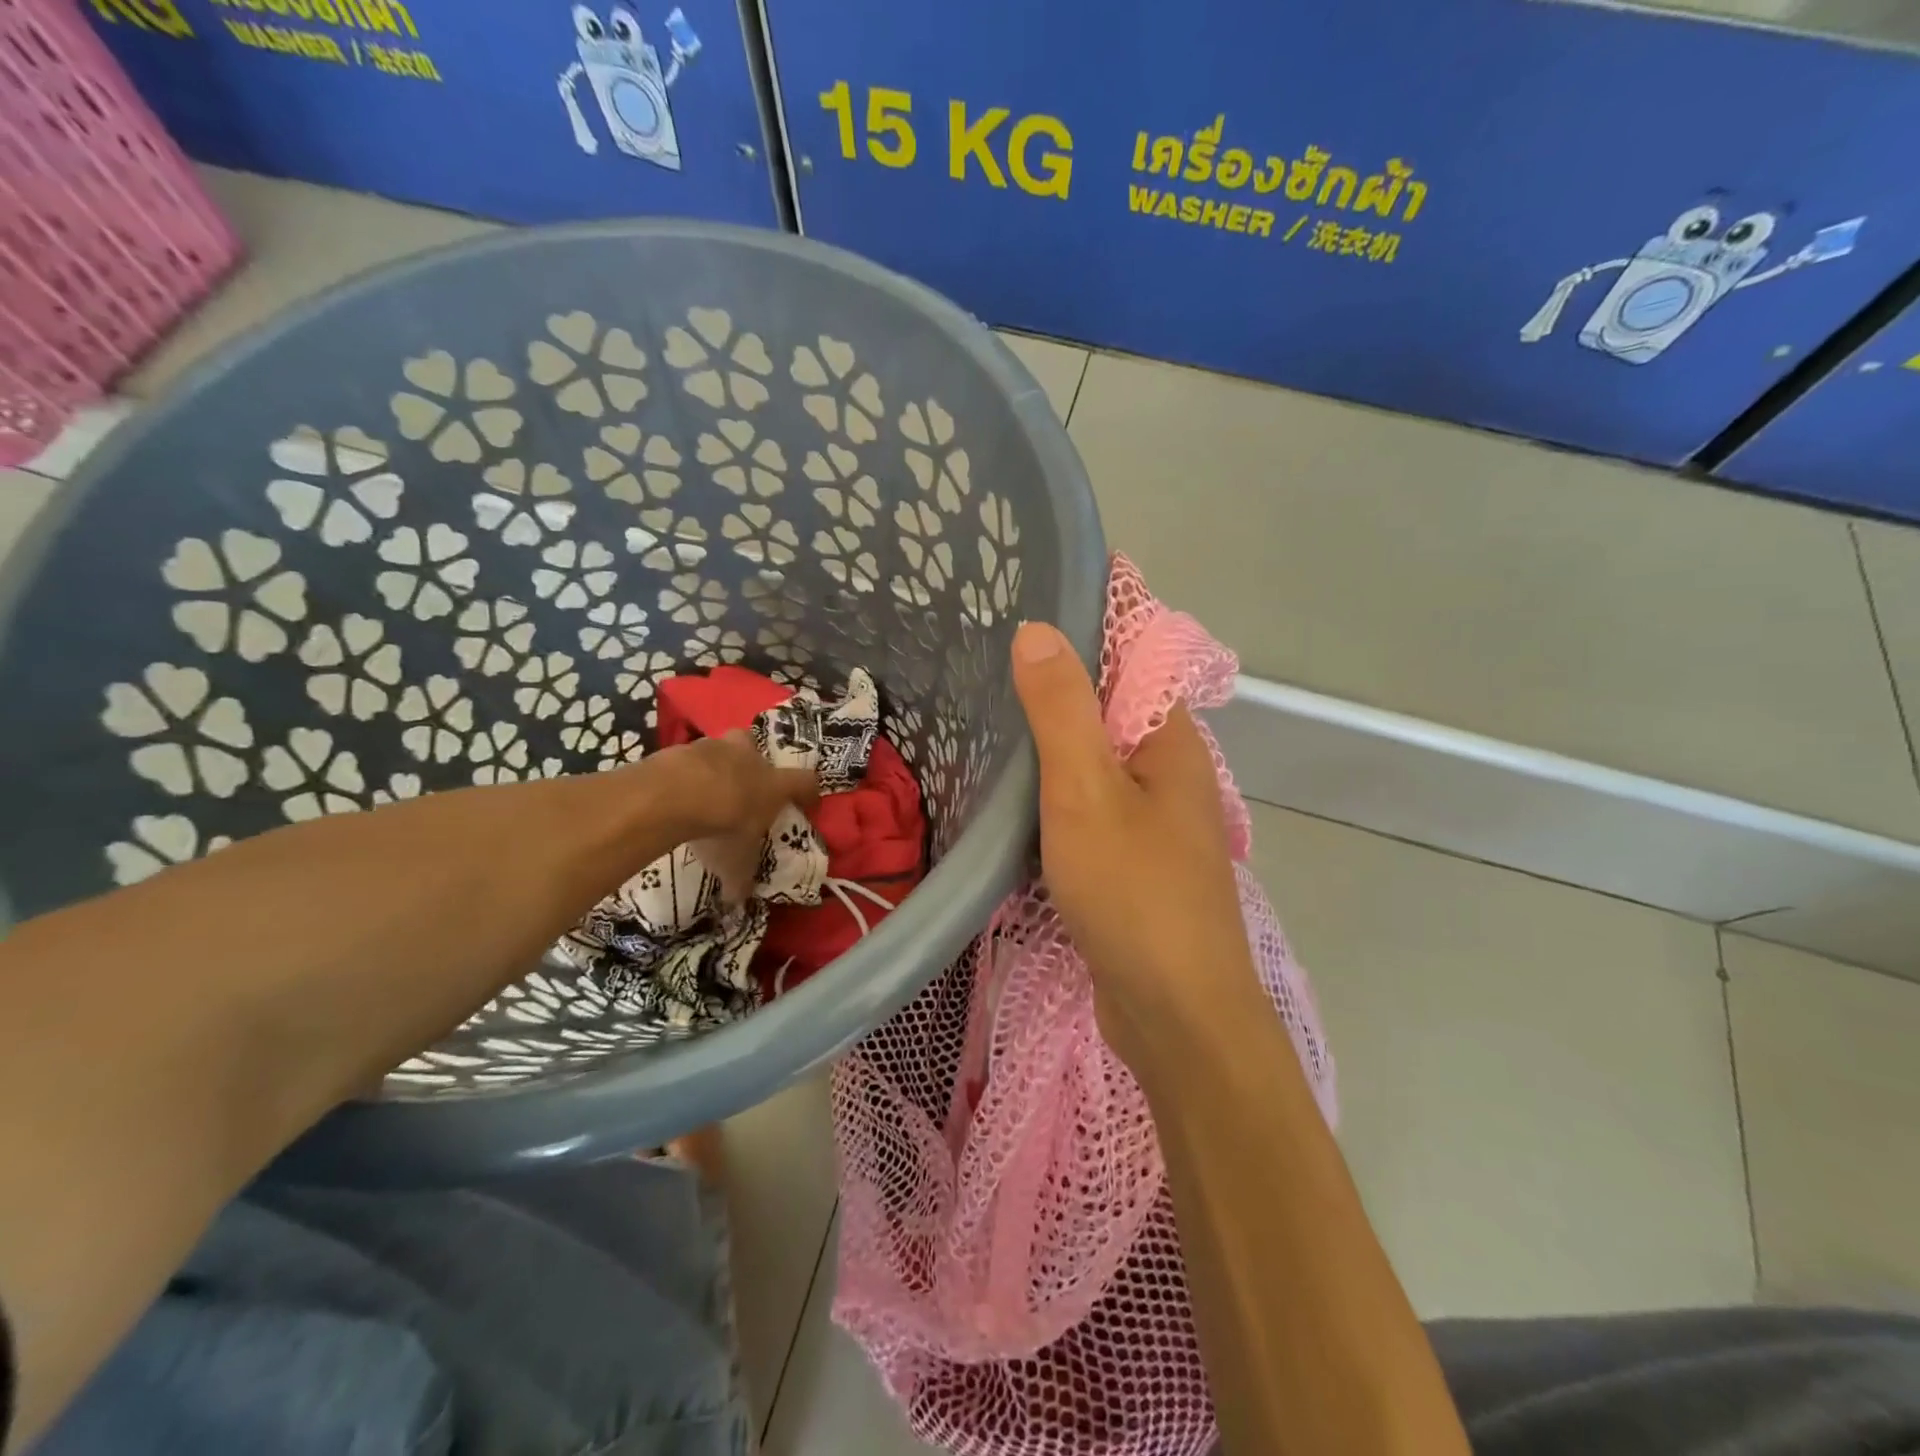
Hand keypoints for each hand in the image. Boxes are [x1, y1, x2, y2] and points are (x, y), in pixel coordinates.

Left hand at [662, 730, 817, 902]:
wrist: (675, 795)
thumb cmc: (723, 827)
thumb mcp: (736, 863)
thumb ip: (740, 880)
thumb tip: (738, 902)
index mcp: (774, 785)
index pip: (806, 781)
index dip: (808, 792)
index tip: (807, 804)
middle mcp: (751, 759)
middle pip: (759, 748)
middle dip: (753, 762)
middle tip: (744, 784)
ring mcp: (715, 748)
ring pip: (723, 748)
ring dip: (717, 764)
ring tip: (704, 790)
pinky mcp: (682, 748)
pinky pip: (689, 758)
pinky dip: (686, 772)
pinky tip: (676, 792)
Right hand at [1010, 622, 1263, 1067]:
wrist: (1175, 1014)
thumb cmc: (1134, 892)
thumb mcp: (1086, 791)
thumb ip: (1062, 710)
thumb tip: (1038, 629)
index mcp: (1169, 742)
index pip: (1133, 658)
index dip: (1088, 623)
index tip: (1030, 598)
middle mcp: (1168, 773)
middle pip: (1111, 707)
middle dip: (1059, 678)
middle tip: (987, 654)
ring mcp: (1151, 821)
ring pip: (1097, 759)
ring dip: (1054, 736)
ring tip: (989, 709)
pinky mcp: (1130, 862)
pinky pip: (1089, 803)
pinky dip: (1055, 787)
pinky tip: (1014, 789)